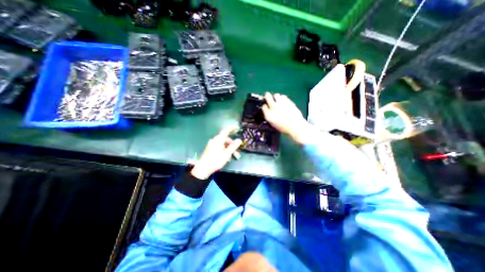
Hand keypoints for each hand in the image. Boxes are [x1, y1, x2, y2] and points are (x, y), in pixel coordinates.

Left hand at [190, 125, 241, 179]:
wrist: (203, 169)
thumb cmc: (215, 160)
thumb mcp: (226, 154)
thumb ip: (233, 146)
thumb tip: (239, 140)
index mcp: (218, 140)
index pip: (226, 131)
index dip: (232, 128)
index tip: (237, 127)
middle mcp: (215, 140)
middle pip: (226, 139)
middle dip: (232, 145)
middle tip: (237, 151)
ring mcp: (212, 144)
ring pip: (223, 144)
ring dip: (229, 149)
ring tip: (233, 156)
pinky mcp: (210, 149)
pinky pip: (220, 147)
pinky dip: (225, 150)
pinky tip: (227, 157)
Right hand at [261, 92, 314, 145]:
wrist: (295, 126)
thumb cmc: (284, 127)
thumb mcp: (273, 124)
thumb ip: (270, 116)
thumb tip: (269, 111)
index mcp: (268, 115)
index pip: (263, 106)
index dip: (264, 105)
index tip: (266, 106)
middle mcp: (273, 107)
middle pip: (268, 97)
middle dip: (267, 96)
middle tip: (268, 96)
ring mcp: (281, 103)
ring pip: (276, 95)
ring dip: (275, 96)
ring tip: (277, 99)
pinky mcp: (288, 101)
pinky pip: (283, 96)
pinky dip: (282, 98)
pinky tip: (283, 100)